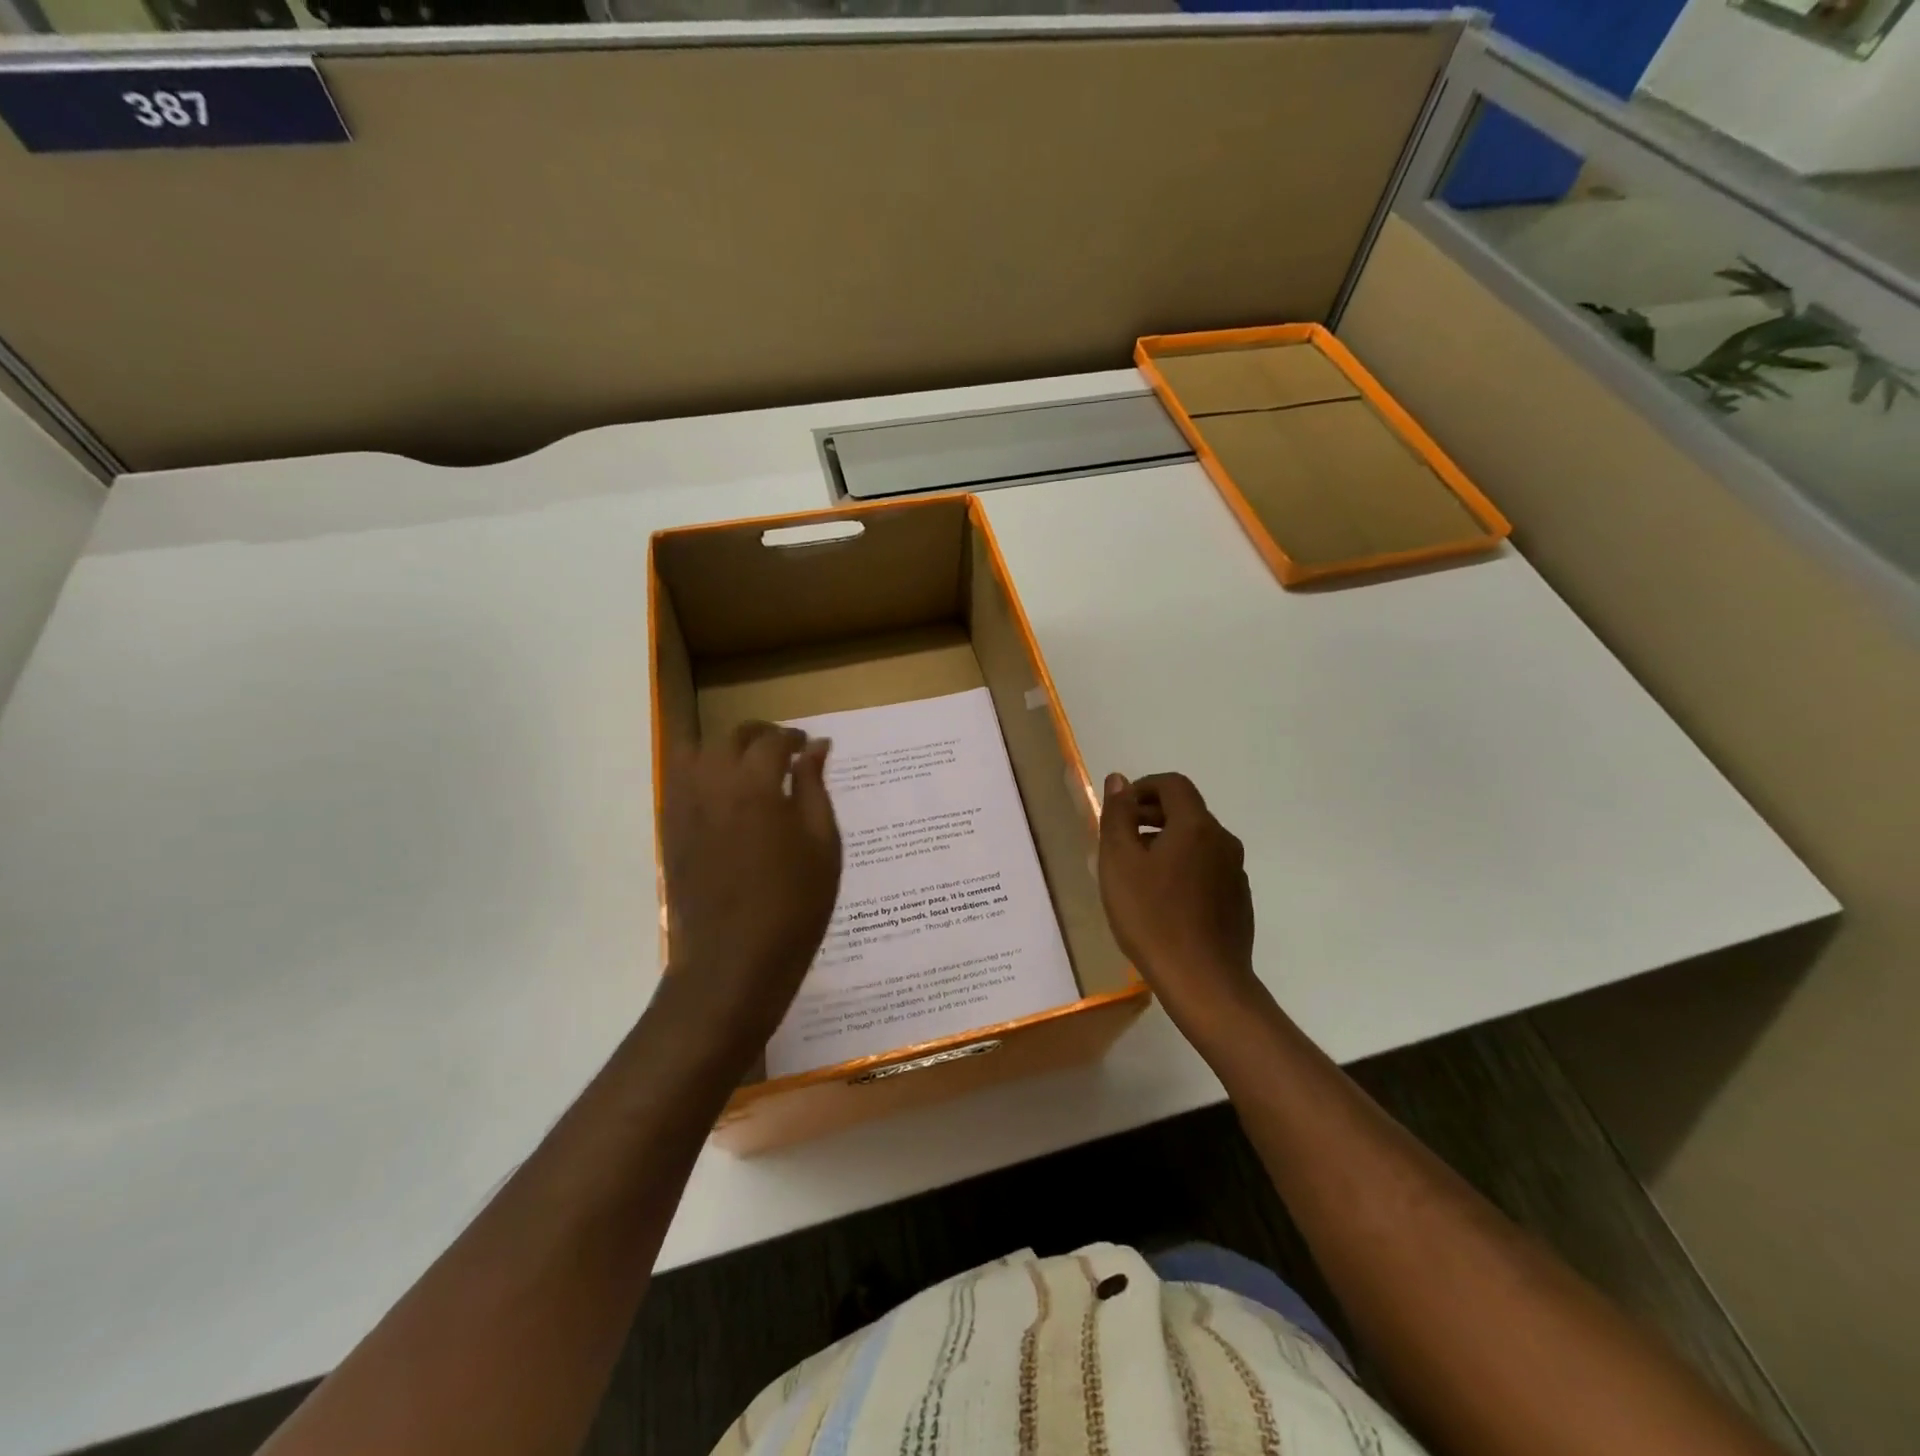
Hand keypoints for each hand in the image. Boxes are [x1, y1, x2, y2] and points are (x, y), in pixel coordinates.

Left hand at [661, 722, 841, 1048]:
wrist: (734, 961)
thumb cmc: (794, 905)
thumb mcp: (822, 844)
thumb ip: (815, 788)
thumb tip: (816, 747)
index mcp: (756, 785)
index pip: (773, 740)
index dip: (795, 738)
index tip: (809, 747)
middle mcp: (713, 784)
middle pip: (731, 736)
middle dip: (760, 735)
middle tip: (784, 751)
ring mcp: (684, 806)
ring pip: (696, 750)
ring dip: (724, 747)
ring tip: (749, 766)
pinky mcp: (669, 828)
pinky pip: (679, 780)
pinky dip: (701, 771)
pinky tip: (723, 793)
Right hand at [1098, 772, 1260, 1027]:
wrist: (1204, 982)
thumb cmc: (1153, 917)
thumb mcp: (1119, 862)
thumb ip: (1118, 816)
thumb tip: (1119, 780)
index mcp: (1196, 826)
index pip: (1172, 785)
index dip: (1142, 788)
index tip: (1119, 811)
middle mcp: (1223, 841)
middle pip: (1186, 811)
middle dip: (1150, 816)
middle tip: (1120, 841)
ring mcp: (1235, 873)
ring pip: (1196, 842)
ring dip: (1166, 844)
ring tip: (1136, 874)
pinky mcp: (1238, 901)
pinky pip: (1207, 869)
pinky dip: (1183, 869)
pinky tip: (1163, 902)